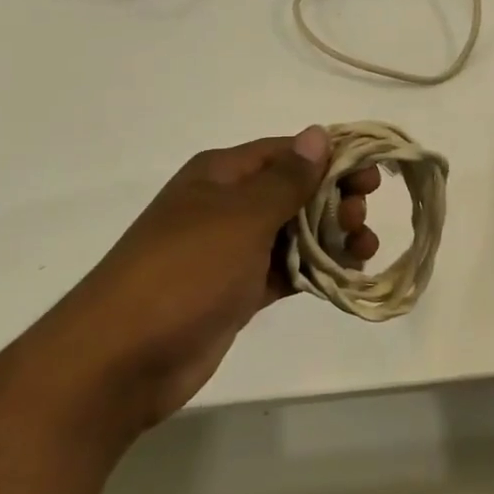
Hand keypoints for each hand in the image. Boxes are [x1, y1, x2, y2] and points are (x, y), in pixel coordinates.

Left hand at [59, 127, 381, 426]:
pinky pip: (284, 270)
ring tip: (364, 249)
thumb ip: (286, 179)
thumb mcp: (241, 217)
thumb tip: (318, 133)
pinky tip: (346, 274)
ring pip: (293, 232)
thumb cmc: (185, 272)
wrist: (121, 359)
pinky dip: (314, 270)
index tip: (372, 174)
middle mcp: (226, 206)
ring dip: (331, 236)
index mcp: (221, 175)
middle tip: (362, 217)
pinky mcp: (235, 292)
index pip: (286, 152)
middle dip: (334, 200)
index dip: (331, 158)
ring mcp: (230, 252)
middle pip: (293, 191)